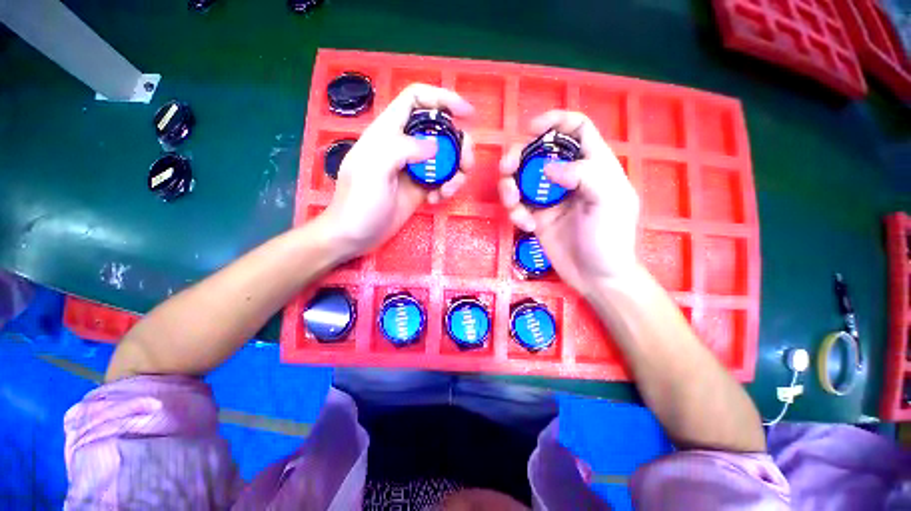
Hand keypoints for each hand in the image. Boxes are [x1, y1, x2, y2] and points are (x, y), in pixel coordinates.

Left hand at [317, 84, 474, 259]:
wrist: (355, 235)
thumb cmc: (359, 201)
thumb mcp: (374, 169)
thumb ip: (403, 148)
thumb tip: (435, 147)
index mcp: (388, 131)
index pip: (416, 99)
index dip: (442, 99)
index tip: (467, 114)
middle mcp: (404, 146)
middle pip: (440, 130)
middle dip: (459, 144)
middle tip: (466, 164)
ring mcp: (414, 169)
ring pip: (446, 158)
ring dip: (456, 171)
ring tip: (450, 189)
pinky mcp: (420, 188)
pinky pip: (442, 180)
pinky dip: (447, 188)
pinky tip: (437, 200)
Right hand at [499, 111, 639, 294]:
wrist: (596, 277)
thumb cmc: (610, 239)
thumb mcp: (609, 201)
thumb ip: (584, 175)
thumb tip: (547, 167)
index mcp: (593, 165)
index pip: (576, 129)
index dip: (555, 121)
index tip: (531, 129)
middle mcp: (568, 177)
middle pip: (537, 153)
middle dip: (518, 157)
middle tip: (506, 170)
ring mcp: (549, 198)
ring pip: (521, 179)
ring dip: (510, 188)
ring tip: (513, 205)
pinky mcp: (536, 216)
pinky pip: (517, 205)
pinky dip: (515, 212)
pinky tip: (525, 226)